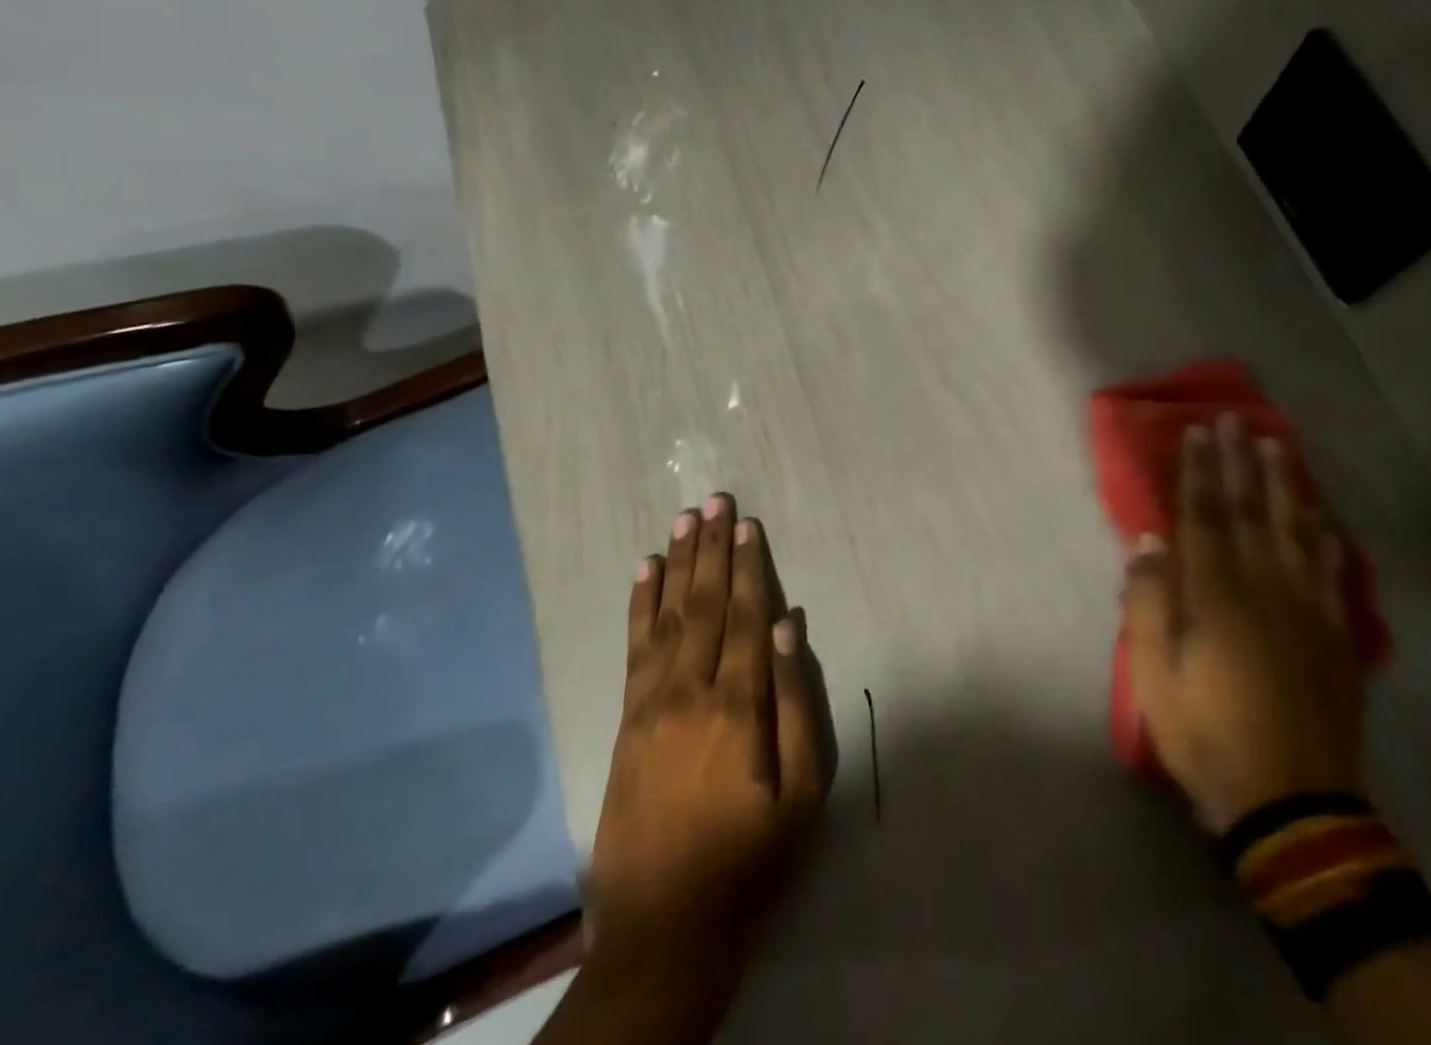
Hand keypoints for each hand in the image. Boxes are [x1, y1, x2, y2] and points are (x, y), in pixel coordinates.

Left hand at [584, 493, 826, 1024]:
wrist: (664, 929)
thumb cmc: (751, 859)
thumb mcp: (803, 792)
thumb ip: (797, 702)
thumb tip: (787, 625)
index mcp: (737, 705)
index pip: (744, 615)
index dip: (748, 566)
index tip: (748, 523)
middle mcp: (689, 690)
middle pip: (704, 603)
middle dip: (712, 548)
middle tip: (715, 500)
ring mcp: (651, 703)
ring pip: (668, 615)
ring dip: (678, 563)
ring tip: (685, 520)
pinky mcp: (627, 720)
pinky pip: (634, 648)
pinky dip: (639, 604)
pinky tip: (645, 571)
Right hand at [1122, 416, 1365, 832]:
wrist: (1293, 807)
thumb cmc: (1208, 737)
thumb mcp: (1155, 678)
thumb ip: (1149, 605)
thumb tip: (1148, 542)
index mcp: (1216, 597)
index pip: (1205, 518)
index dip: (1199, 472)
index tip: (1197, 432)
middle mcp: (1265, 590)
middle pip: (1250, 512)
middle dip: (1240, 462)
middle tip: (1236, 419)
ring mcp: (1307, 611)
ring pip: (1295, 532)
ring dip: (1285, 485)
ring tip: (1278, 446)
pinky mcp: (1335, 637)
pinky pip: (1332, 574)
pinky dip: (1326, 539)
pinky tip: (1323, 517)